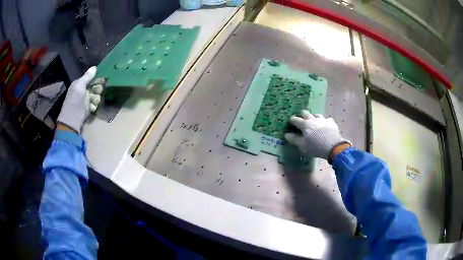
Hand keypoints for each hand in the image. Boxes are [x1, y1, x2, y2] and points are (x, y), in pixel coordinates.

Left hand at [57, 67, 103, 132]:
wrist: (72, 121)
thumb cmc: (74, 102)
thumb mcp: (79, 86)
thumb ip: (87, 77)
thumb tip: (95, 67)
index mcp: (80, 84)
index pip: (91, 78)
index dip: (97, 79)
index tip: (102, 81)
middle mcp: (83, 91)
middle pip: (96, 86)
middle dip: (98, 89)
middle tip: (97, 93)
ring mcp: (86, 100)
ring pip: (97, 95)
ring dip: (96, 99)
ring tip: (93, 103)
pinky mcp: (88, 109)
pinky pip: (95, 104)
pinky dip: (94, 106)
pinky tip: (92, 108)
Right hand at [284, 110, 350, 159]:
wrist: (333, 146)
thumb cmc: (315, 146)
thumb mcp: (302, 145)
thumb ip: (294, 139)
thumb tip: (286, 135)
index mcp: (304, 124)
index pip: (295, 119)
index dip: (292, 120)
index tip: (290, 121)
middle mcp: (313, 119)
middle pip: (306, 113)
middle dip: (302, 115)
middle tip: (302, 119)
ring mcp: (323, 119)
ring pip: (316, 115)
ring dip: (313, 117)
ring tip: (313, 121)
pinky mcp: (331, 122)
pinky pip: (327, 119)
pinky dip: (324, 121)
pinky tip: (325, 125)